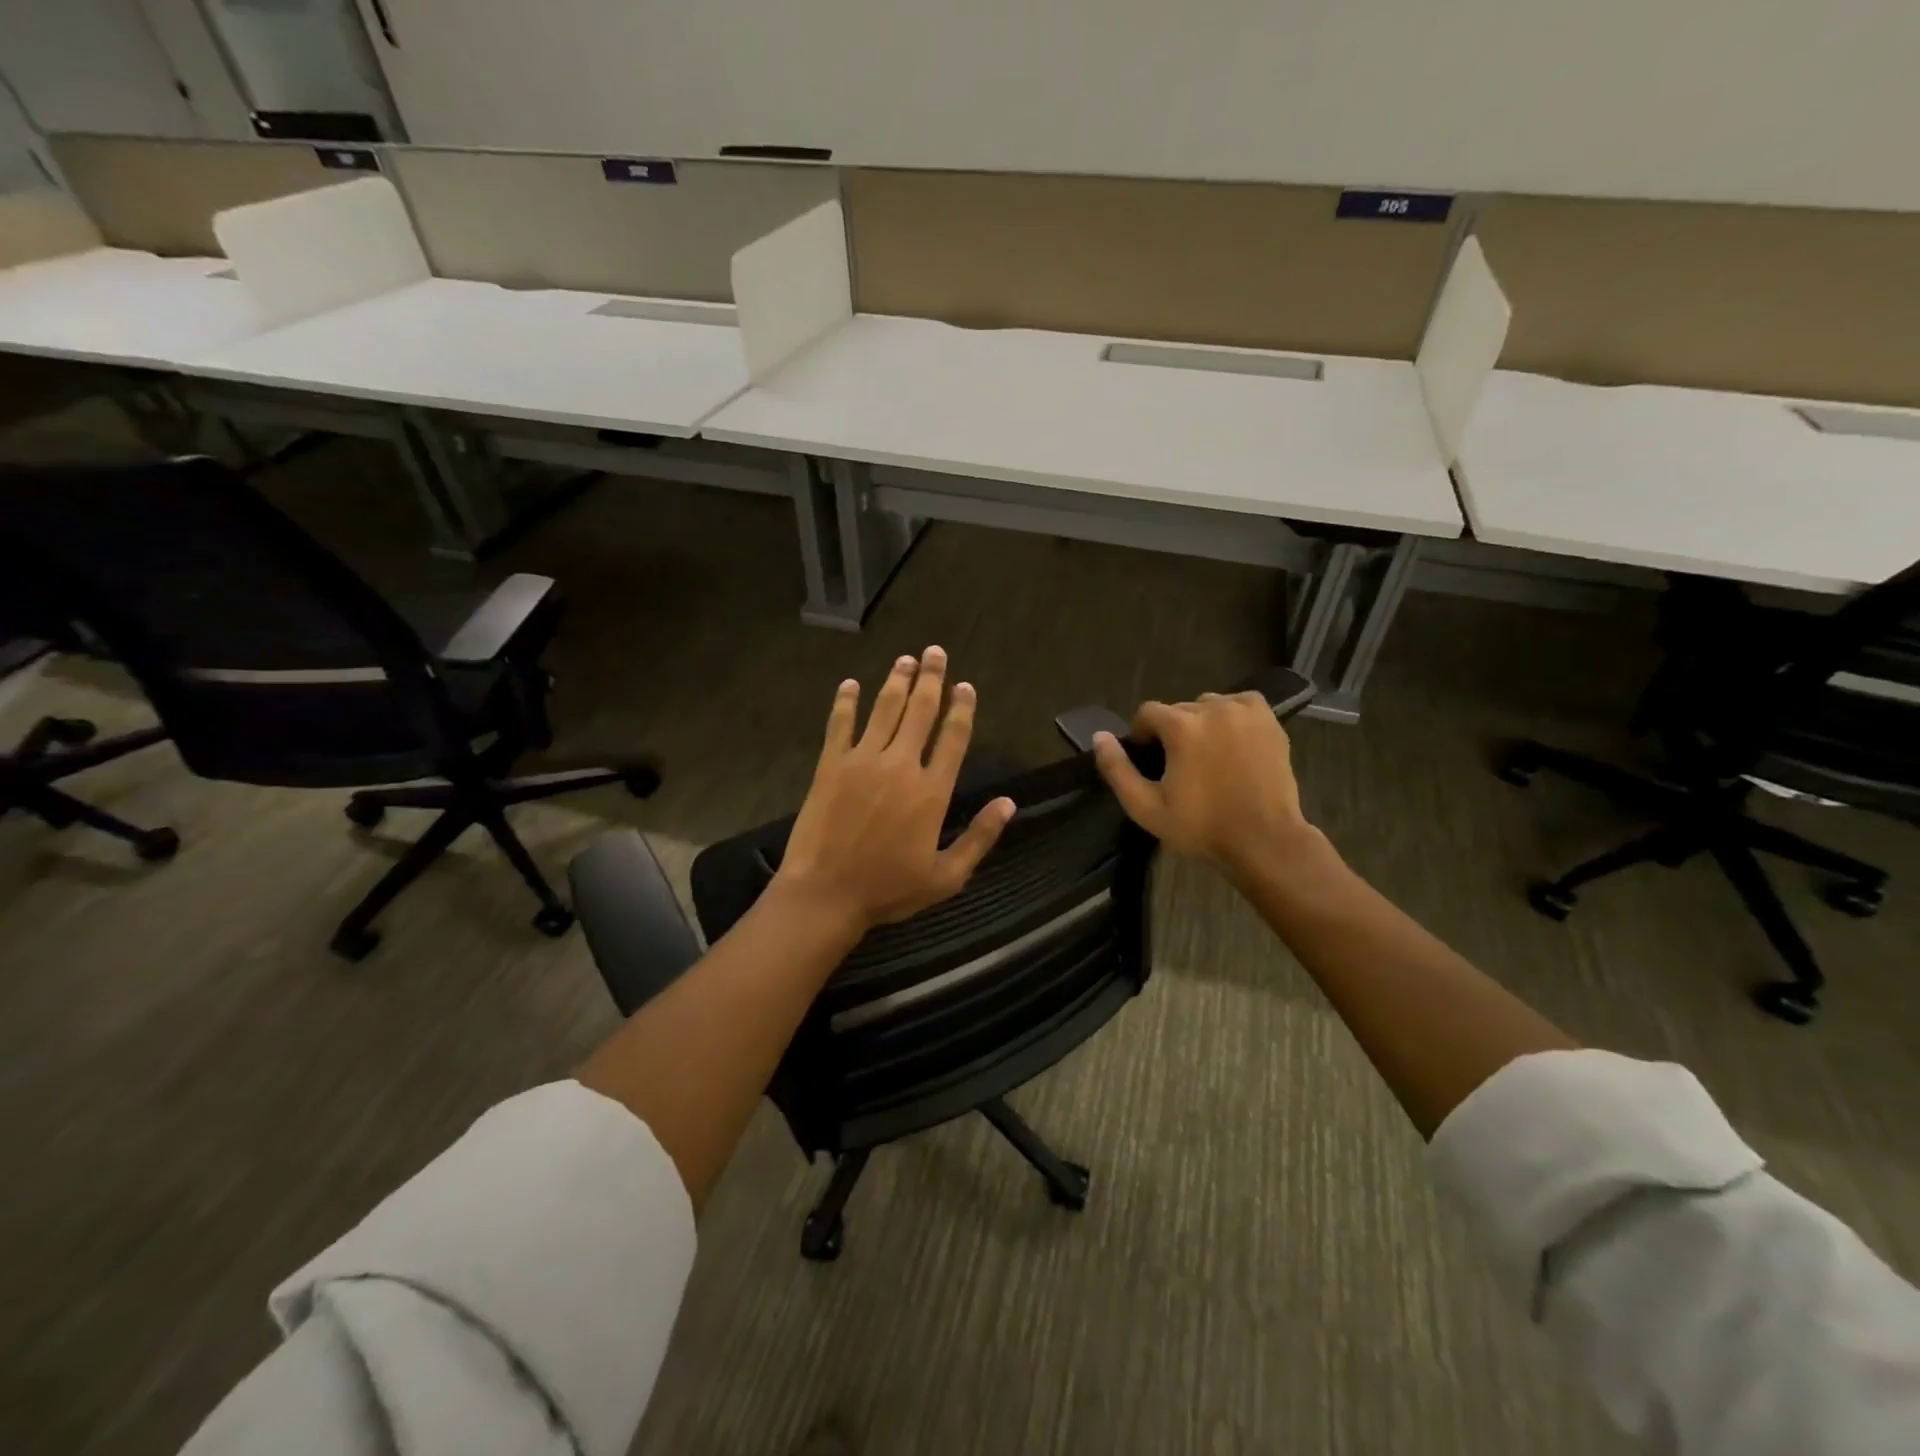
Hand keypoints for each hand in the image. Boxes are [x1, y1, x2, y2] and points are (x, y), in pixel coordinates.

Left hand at [775, 646, 1015, 932]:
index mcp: (931, 791)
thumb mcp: (946, 876)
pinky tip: (850, 683)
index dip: (962, 708)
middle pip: (920, 711)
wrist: (825, 894)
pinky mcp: (830, 765)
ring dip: (897, 681)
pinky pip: (839, 724)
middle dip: (931, 679)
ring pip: (884, 709)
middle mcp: (900, 765)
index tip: (966, 686)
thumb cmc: (888, 889)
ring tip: (906, 660)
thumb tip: (1009, 804)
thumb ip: (980, 838)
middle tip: (935, 653)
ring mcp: (862, 761)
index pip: (953, 738)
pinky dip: (846, 701)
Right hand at [1091, 692, 1318, 880]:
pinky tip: (1233, 743)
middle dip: (1174, 732)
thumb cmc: (1201, 827)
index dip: (1143, 736)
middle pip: (1179, 709)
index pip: (1147, 713)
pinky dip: (1232, 717)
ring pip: (1209, 706)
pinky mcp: (1269, 720)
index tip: (1152, 762)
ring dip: (1203, 724)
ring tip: (1209, 756)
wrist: (1264, 840)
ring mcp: (1244, 711)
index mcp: (1181, 726)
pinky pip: (1240, 705)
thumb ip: (1117, 770)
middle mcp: (1212, 708)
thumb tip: (1099, 737)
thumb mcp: (1146, 807)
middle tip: (1182, 766)